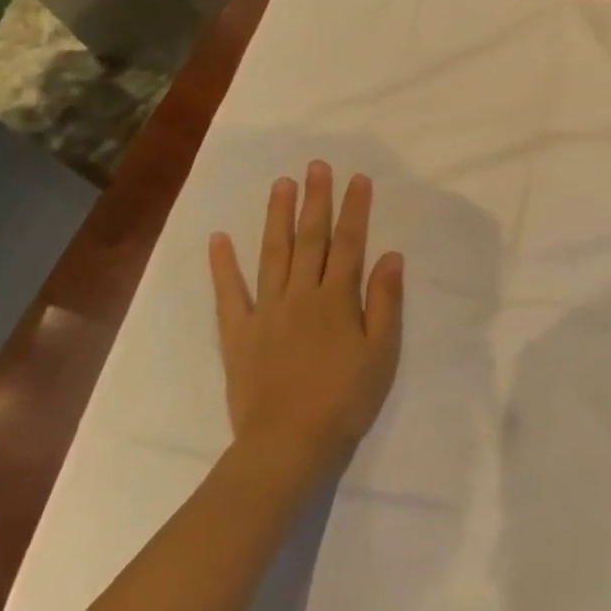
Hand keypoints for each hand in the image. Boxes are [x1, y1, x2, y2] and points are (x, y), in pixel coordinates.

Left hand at [209, 161, 403, 482]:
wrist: (287, 445)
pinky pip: (229, 293)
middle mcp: (300, 294)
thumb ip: (385, 302)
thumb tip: (391, 255)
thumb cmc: (344, 400)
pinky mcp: (238, 333)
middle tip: (315, 165)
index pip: (349, 243)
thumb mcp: (381, 354)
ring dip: (277, 216)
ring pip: (273, 253)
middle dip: (315, 199)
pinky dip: (223, 265)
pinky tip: (218, 237)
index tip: (358, 178)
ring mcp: (265, 311)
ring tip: (279, 184)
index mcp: (336, 299)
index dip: (355, 208)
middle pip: (310, 238)